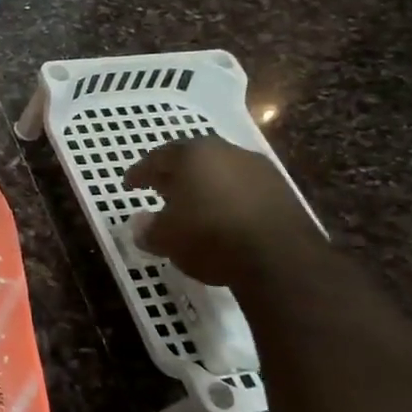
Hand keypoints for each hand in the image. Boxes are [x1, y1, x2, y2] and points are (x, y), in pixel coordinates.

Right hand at [124, 137, 323, 287]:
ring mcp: (259, 169)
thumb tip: (140, 223)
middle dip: (173, 175)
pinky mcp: (283, 190)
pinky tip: (222, 218)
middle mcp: (226, 152)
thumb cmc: (209, 237)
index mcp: (192, 154)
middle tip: (159, 190)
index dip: (139, 173)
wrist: (280, 259)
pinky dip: (227, 199)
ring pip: (220, 172)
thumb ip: (147, 228)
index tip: (128, 185)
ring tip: (192, 207)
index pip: (156, 158)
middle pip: (191, 159)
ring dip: (203, 186)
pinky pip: (243, 189)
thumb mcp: (165, 238)